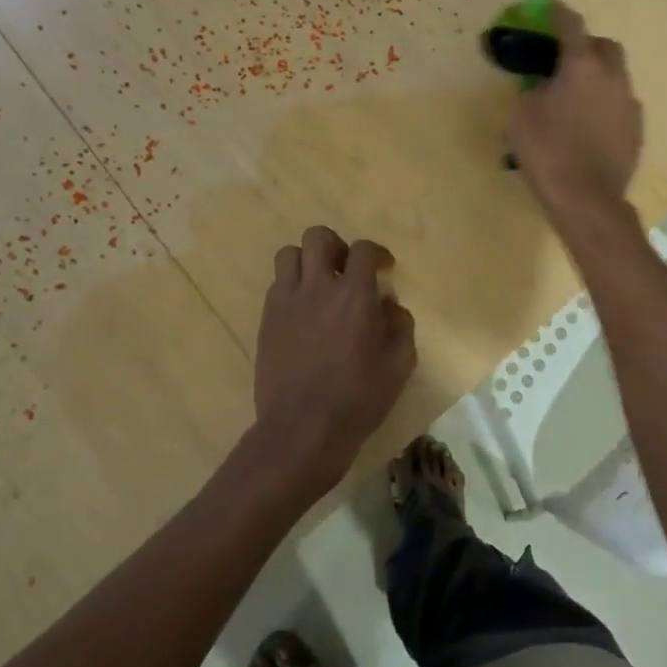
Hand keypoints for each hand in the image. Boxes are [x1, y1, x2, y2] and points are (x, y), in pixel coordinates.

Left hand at [253, 226, 417, 491]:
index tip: (383, 268)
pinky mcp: (266, 321)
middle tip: (345, 270)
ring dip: (307, 262)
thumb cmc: (359, 397)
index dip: (376, 252)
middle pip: (318, 237)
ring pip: (288, 255)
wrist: (303, 429)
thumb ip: (401, 326)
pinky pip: (276, 286)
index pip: (363, 249)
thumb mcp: (400, 364)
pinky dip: (291, 288)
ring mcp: (286, 302)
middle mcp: (317, 287)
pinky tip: (303, 313)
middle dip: (335, 246)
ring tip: (319, 286)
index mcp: (354, 294)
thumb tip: (389, 306)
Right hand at [506, 2, 642, 226]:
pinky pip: (621, 104)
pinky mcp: (637, 130)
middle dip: (587, 45)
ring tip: (578, 96)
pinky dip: (607, 104)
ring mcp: (630, 104)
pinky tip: (592, 124)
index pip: (571, 25)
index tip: (550, 9)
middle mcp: (613, 77)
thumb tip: (544, 86)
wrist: (587, 199)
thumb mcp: (522, 116)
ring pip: (617, 76)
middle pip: (605, 46)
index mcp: (582, 66)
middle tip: (566, 60)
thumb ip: (533, 90)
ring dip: (599, 77)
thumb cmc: (548, 152)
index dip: (559, 13)